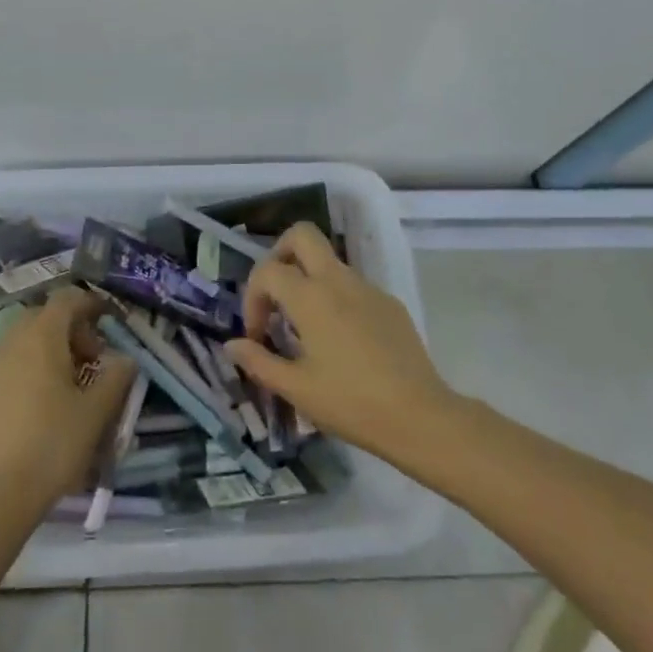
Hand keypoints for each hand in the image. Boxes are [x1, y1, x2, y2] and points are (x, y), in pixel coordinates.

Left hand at [0, 287, 136, 508]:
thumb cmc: (53, 443)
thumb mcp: (96, 411)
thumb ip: (116, 377)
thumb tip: (126, 359)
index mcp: (42, 336)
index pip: (67, 300)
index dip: (91, 304)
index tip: (110, 323)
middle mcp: (13, 341)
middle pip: (45, 318)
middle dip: (72, 330)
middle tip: (93, 360)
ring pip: (25, 341)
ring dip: (51, 350)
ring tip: (70, 384)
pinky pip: (11, 364)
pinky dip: (31, 369)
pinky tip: (43, 405)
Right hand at [226, 224, 457, 462]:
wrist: (420, 416)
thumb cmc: (350, 402)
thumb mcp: (296, 388)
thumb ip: (259, 362)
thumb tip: (233, 345)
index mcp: (311, 297)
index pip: (267, 270)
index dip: (252, 298)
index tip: (257, 335)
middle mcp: (339, 280)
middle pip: (302, 235)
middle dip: (280, 254)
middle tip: (275, 294)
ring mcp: (369, 288)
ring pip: (329, 261)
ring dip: (308, 280)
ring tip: (305, 328)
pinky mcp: (390, 303)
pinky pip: (353, 286)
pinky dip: (336, 299)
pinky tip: (342, 342)